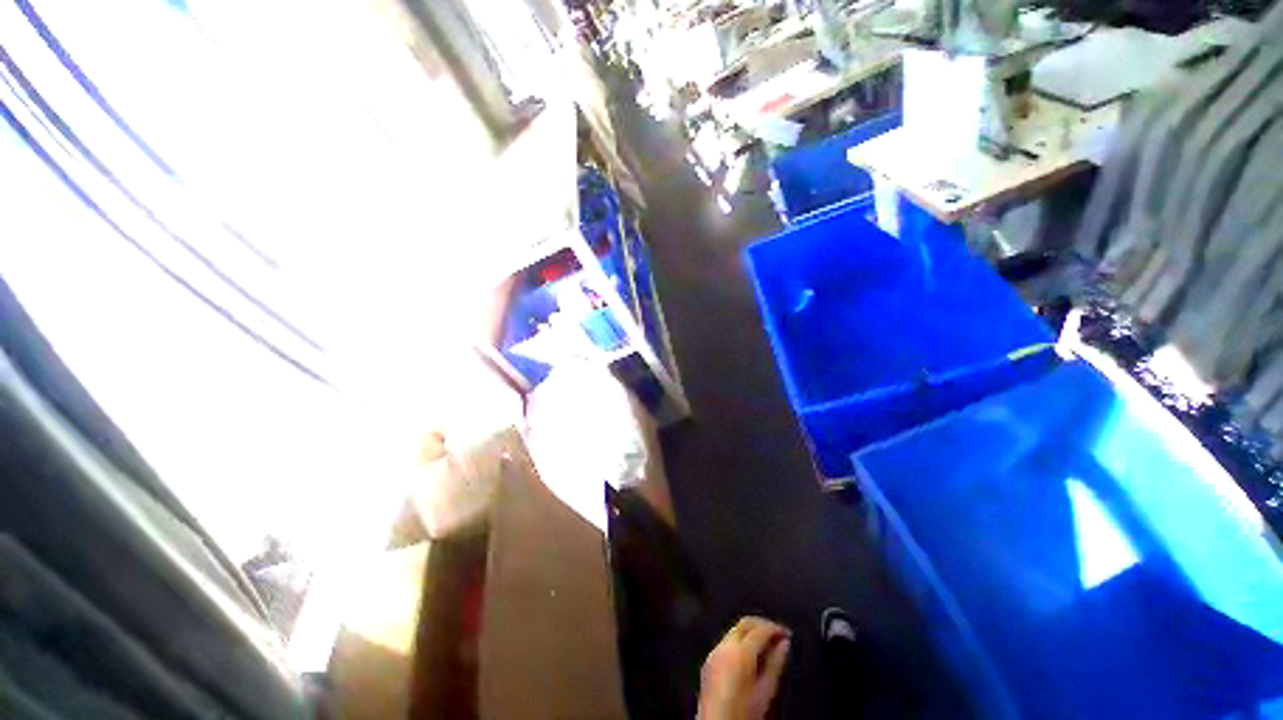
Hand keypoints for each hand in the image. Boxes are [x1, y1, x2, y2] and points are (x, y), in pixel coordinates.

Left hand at [698, 616, 791, 719]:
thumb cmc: (743, 714)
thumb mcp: (766, 692)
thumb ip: (776, 664)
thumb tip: (785, 644)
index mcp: (740, 652)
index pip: (760, 628)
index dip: (776, 628)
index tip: (787, 634)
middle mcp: (724, 646)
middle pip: (745, 623)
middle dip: (762, 624)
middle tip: (778, 634)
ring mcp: (714, 652)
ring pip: (735, 630)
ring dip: (751, 632)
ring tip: (766, 643)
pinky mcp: (708, 660)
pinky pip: (726, 642)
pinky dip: (740, 641)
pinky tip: (750, 654)